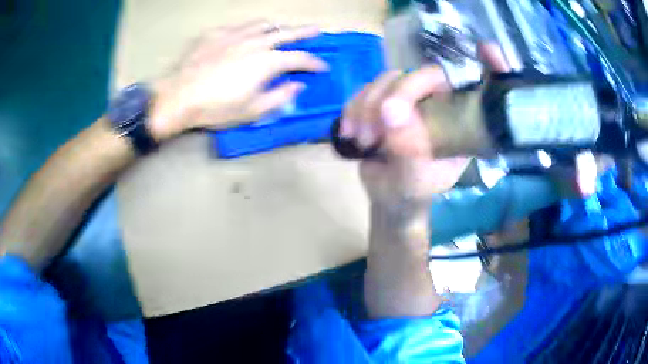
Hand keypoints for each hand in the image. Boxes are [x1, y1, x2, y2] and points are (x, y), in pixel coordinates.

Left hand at [149, 20, 327, 141]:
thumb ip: (280, 97)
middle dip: (305, 32)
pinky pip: (238, 26)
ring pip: (262, 24)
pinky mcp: (216, 34)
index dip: (314, 62)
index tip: (323, 66)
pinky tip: (244, 36)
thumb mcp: (252, 111)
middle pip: (287, 32)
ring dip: (276, 27)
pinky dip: (248, 30)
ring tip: (280, 29)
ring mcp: (234, 34)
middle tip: (316, 29)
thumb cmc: (216, 108)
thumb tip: (298, 86)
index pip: (299, 58)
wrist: (179, 97)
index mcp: (267, 62)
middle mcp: (255, 42)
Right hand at [343, 45, 508, 226]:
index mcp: (459, 122)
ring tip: (364, 140)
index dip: (487, 65)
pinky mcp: (382, 102)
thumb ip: (409, 147)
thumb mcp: (415, 179)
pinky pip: (363, 89)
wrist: (386, 198)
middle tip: (374, 128)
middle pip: (418, 74)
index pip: (469, 86)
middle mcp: (437, 104)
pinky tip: (351, 133)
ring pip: (386, 79)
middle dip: (391, 96)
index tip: (487, 50)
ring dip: (366, 106)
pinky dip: (352, 109)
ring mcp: (408, 100)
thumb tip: (390, 109)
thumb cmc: (410, 193)